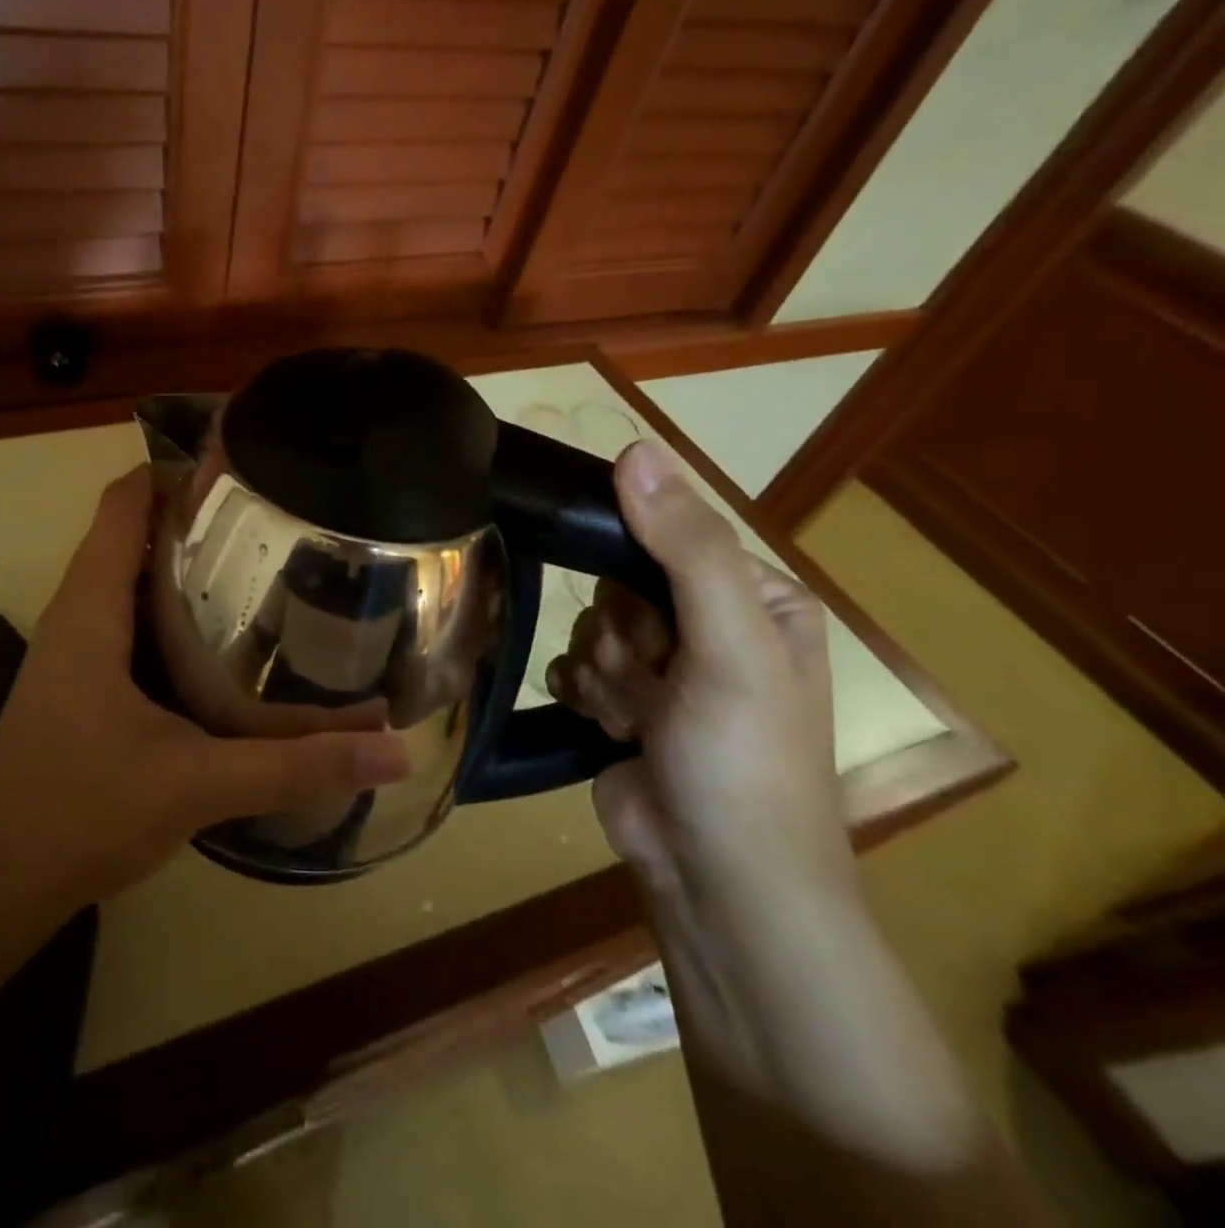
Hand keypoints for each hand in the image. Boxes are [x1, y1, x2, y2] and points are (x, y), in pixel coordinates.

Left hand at [0, 466, 410, 908]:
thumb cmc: (78, 813)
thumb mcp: (196, 784)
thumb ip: (294, 766)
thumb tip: (391, 749)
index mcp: (90, 610)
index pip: (123, 503)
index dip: (173, 471)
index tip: (240, 468)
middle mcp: (76, 617)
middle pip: (130, 535)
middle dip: (194, 518)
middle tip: (271, 520)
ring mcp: (73, 654)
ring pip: (129, 582)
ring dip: (182, 567)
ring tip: (258, 567)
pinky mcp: (80, 688)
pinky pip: (128, 625)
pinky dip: (171, 615)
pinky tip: (221, 645)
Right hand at [546, 440, 850, 902]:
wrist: (717, 882)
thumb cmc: (742, 759)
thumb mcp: (729, 644)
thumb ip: (685, 546)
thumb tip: (635, 447)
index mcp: (755, 598)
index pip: (666, 540)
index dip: (641, 577)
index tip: (652, 627)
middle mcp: (709, 626)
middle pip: (618, 586)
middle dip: (623, 637)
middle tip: (655, 685)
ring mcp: (663, 669)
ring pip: (591, 627)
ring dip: (605, 674)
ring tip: (637, 719)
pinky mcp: (622, 705)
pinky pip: (573, 666)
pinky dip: (583, 694)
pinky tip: (607, 727)